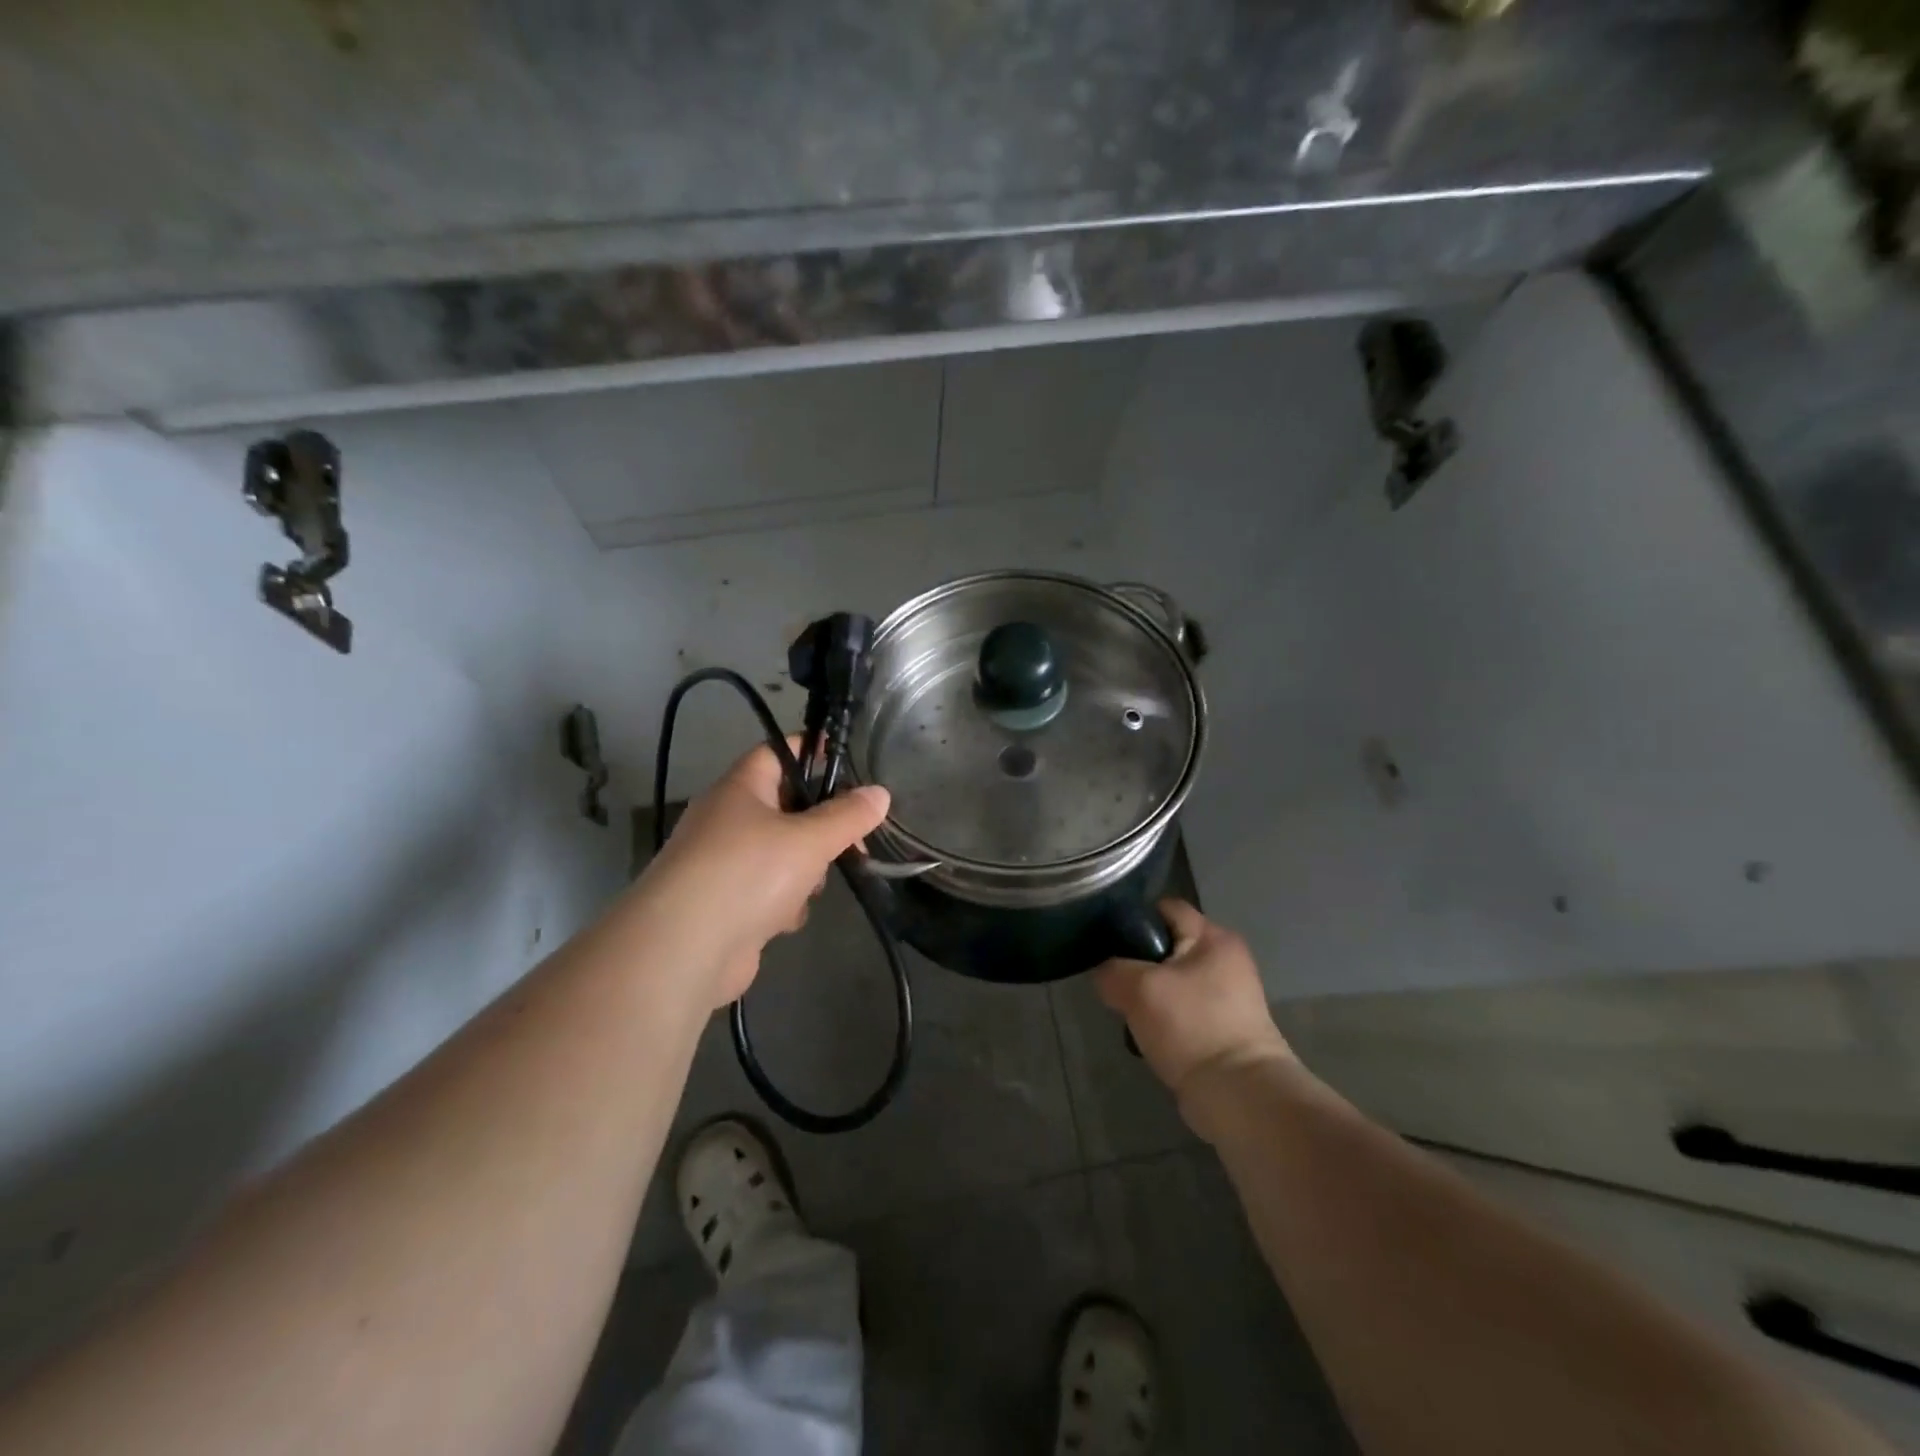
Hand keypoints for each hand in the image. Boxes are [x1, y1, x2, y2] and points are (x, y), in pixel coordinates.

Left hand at [643, 742, 889, 1006]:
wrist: (685, 950)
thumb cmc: (748, 873)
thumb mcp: (809, 839)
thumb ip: (848, 816)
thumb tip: (880, 793)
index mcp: (740, 788)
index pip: (778, 752)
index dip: (812, 751)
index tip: (847, 761)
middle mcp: (726, 819)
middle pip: (786, 807)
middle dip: (819, 828)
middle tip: (851, 842)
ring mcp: (722, 864)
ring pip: (781, 853)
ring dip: (804, 871)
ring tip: (810, 888)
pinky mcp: (724, 904)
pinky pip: (766, 890)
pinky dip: (782, 903)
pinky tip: (784, 919)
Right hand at [1095, 900, 1294, 1121]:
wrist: (1238, 1096)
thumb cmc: (1192, 1026)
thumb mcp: (1139, 988)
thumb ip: (1111, 970)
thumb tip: (1104, 972)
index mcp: (1214, 938)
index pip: (1165, 908)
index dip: (1133, 919)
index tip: (1107, 941)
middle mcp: (1226, 959)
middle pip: (1166, 945)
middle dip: (1137, 963)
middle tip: (1115, 982)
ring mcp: (1227, 996)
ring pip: (1171, 981)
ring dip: (1148, 996)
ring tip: (1129, 1013)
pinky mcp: (1222, 1028)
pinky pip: (1181, 1011)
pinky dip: (1164, 1021)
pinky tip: (1148, 1036)